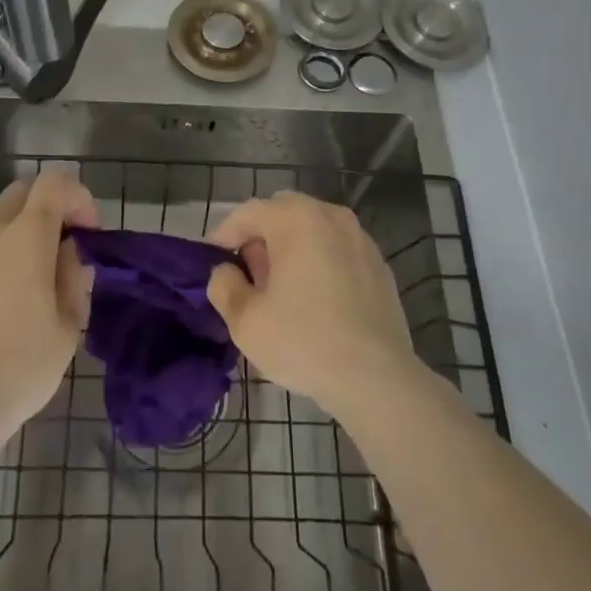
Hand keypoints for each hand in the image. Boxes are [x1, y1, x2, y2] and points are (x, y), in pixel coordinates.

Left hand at [0, 169, 96, 447]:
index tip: (87, 233)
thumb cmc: (17, 369)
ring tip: (19, 272)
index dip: (78, 197)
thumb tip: (68, 253)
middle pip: (20, 192)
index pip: (55, 183)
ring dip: (12, 228)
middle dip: (46, 208)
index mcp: (25, 236)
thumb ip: (74, 277)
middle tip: (57, 249)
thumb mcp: (67, 327)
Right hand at [206, 191, 417, 418]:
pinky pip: (337, 250)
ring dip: (291, 247)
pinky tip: (315, 299)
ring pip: (313, 230)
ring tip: (280, 287)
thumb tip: (226, 272)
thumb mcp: (245, 320)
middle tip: (247, 272)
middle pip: (283, 213)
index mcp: (295, 219)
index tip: (212, 260)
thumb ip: (224, 286)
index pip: (248, 213)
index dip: (224, 234)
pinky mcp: (379, 264)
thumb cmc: (304, 341)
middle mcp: (330, 216)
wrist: (377, 378)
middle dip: (260, 236)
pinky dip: (320, 262)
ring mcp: (360, 238)